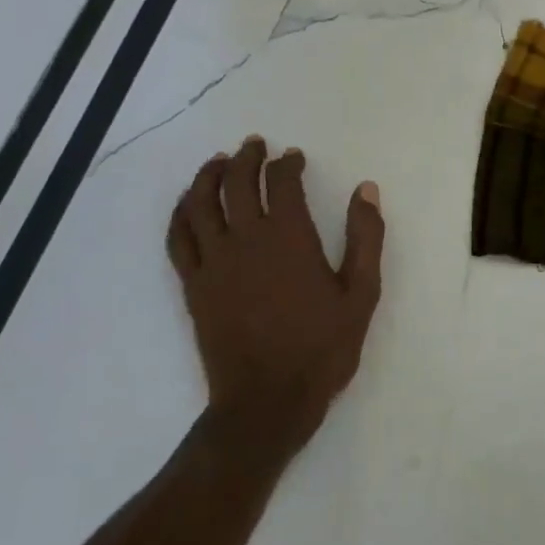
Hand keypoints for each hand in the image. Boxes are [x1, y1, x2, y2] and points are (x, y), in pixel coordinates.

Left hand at [166, 138, 384, 467]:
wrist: (268, 400)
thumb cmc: (322, 349)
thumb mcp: (361, 294)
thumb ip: (366, 238)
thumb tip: (366, 190)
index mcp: (289, 239)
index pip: (281, 183)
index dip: (287, 163)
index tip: (294, 157)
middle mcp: (245, 240)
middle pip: (236, 183)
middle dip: (246, 157)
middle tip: (255, 145)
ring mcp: (213, 262)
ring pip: (199, 203)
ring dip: (208, 175)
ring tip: (218, 162)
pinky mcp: (193, 284)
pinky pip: (178, 236)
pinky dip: (181, 212)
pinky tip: (188, 205)